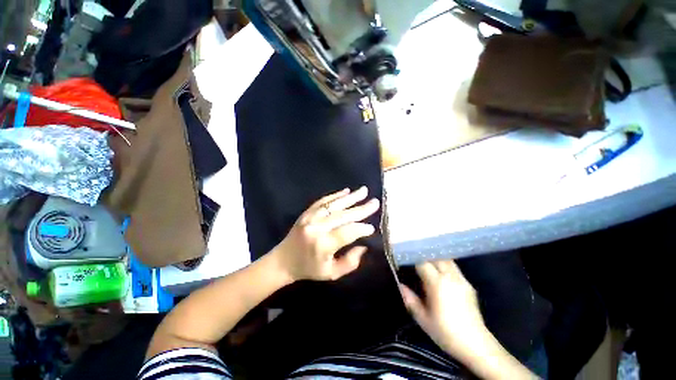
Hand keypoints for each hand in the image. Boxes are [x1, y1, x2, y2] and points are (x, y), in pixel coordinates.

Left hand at [273, 187, 379, 281]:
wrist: (283, 260)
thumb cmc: (309, 269)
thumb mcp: (331, 274)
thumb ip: (349, 263)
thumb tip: (363, 246)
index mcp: (323, 245)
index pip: (347, 232)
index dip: (361, 229)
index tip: (372, 227)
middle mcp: (317, 228)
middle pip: (343, 215)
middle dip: (361, 209)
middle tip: (375, 202)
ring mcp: (310, 217)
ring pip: (334, 205)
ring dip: (351, 197)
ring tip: (364, 191)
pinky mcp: (307, 212)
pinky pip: (323, 201)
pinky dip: (335, 195)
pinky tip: (346, 191)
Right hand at [399, 260, 488, 361]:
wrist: (475, 345)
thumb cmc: (445, 332)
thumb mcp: (422, 318)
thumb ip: (410, 299)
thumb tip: (400, 285)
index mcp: (437, 284)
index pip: (423, 263)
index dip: (414, 260)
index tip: (406, 261)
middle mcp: (450, 277)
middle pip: (436, 257)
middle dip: (425, 257)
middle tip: (416, 260)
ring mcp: (461, 280)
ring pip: (447, 260)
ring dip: (436, 259)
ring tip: (428, 264)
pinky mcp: (469, 285)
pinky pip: (454, 268)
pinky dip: (445, 266)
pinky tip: (441, 274)